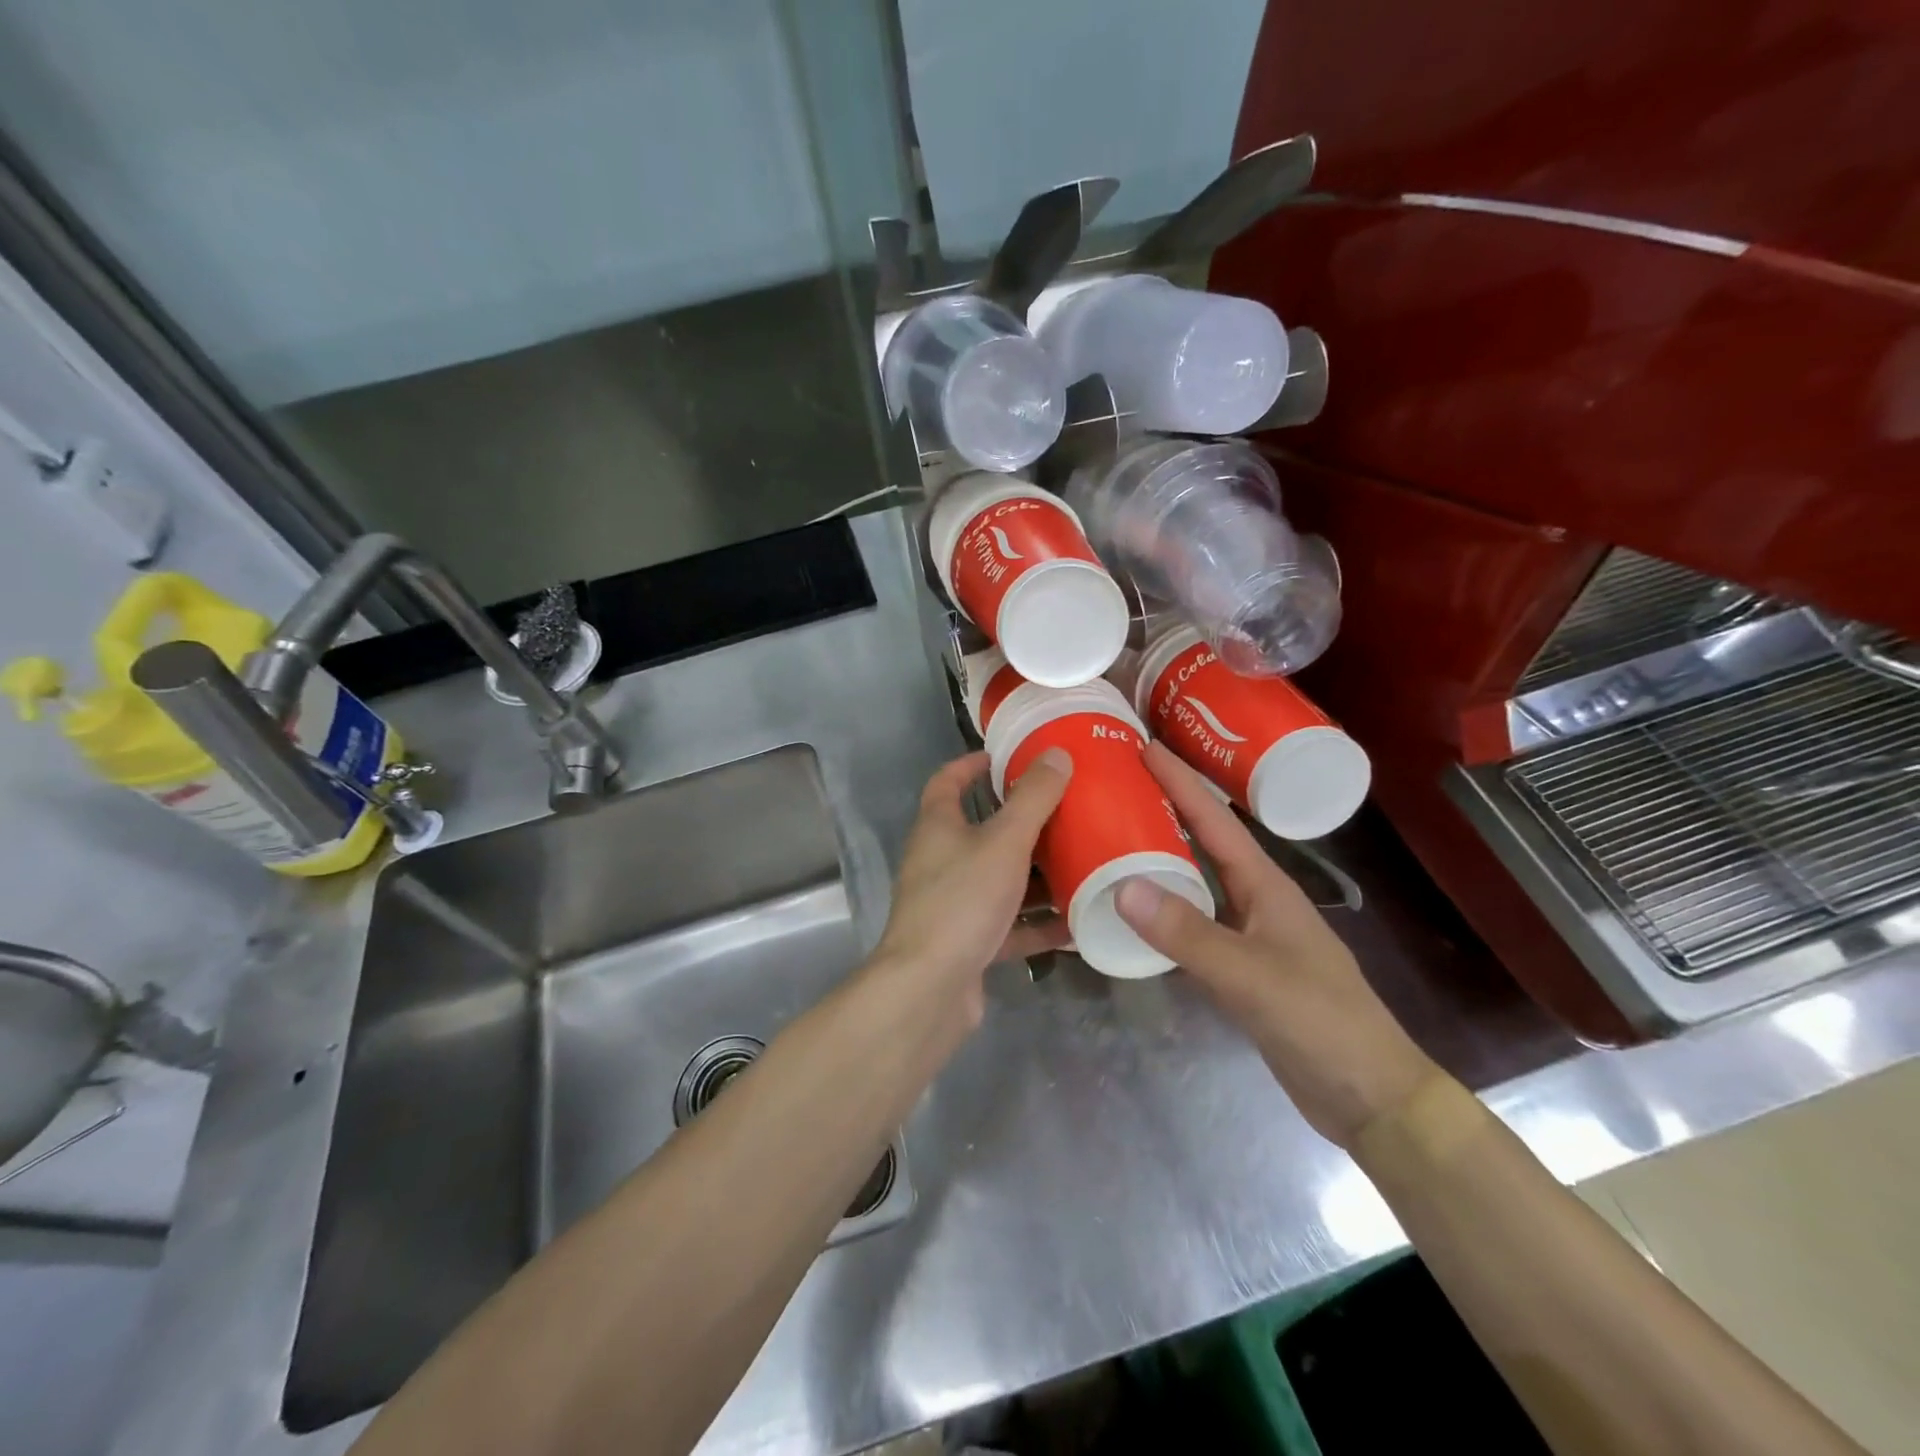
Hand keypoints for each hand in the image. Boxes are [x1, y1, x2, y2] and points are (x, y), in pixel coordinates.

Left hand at [868, 748, 1073, 1023]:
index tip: (1004, 757)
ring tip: (1081, 862)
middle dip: (1021, 822)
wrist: (930, 987)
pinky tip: (1076, 923)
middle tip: (1065, 811)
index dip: (971, 765)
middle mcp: (939, 861)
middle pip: (980, 832)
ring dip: (1035, 875)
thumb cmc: (962, 900)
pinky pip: (1009, 925)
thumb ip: (1032, 798)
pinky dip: (1037, 923)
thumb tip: (1056, 754)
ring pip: (999, 880)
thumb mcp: (1004, 841)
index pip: (947, 782)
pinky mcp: (968, 943)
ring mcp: (953, 904)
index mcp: (938, 827)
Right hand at [1115, 742, 1440, 1149]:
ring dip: (1160, 856)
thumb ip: (1188, 934)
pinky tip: (1136, 910)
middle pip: (1204, 842)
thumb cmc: (1320, 1023)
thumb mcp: (1251, 976)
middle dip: (1165, 808)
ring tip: (1115, 836)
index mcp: (1266, 885)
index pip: (1215, 821)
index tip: (1142, 746)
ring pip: (1196, 881)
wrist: (1369, 1095)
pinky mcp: (1241, 967)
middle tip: (1117, 785)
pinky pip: (1192, 922)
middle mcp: (1256, 899)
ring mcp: (1250, 934)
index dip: (1180, 781)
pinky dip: (1163, 908)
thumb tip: (1121, 885)